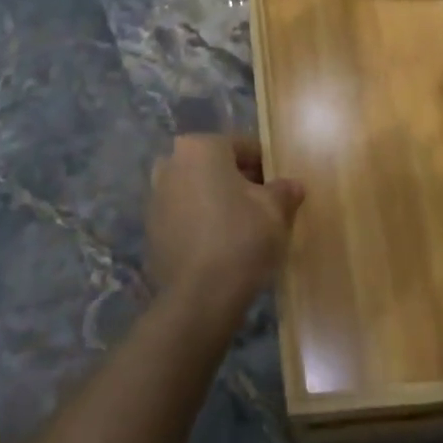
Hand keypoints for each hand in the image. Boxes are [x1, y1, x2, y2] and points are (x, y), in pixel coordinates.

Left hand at [147, 135, 303, 316]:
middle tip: (264, 206)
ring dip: (218, 201)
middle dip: (239, 181)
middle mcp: (170, 164)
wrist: (200, 296)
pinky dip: (201, 222)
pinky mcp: (151, 229)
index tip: (280, 187)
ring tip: (244, 228)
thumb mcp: (275, 210)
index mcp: (199, 148)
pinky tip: (221, 245)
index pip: (241, 146)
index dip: (266, 165)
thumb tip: (291, 185)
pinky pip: (184, 215)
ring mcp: (155, 197)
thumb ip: (284, 190)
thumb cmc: (241, 238)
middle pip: (215, 166)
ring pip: (197, 190)